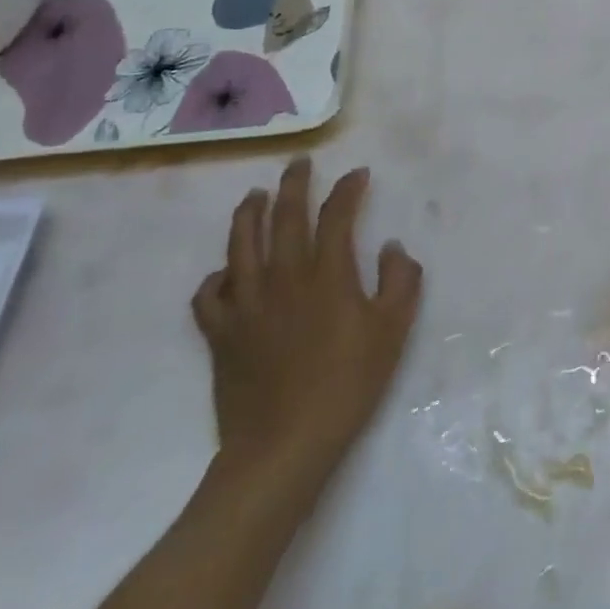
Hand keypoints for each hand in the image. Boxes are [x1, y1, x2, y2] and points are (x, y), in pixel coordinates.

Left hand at [192, 157, 421, 497]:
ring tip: (255, 196)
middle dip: (294, 184)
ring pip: (241, 244)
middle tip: (299, 163)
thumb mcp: (393, 330)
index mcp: (328, 274)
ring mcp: (247, 303)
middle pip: (286, 216)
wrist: (284, 445)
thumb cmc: (347, 384)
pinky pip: (209, 295)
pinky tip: (225, 273)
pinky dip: (215, 277)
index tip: (358, 174)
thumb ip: (401, 280)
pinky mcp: (221, 333)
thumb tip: (392, 246)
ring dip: (249, 214)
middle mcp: (284, 276)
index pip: (337, 214)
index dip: (348, 188)